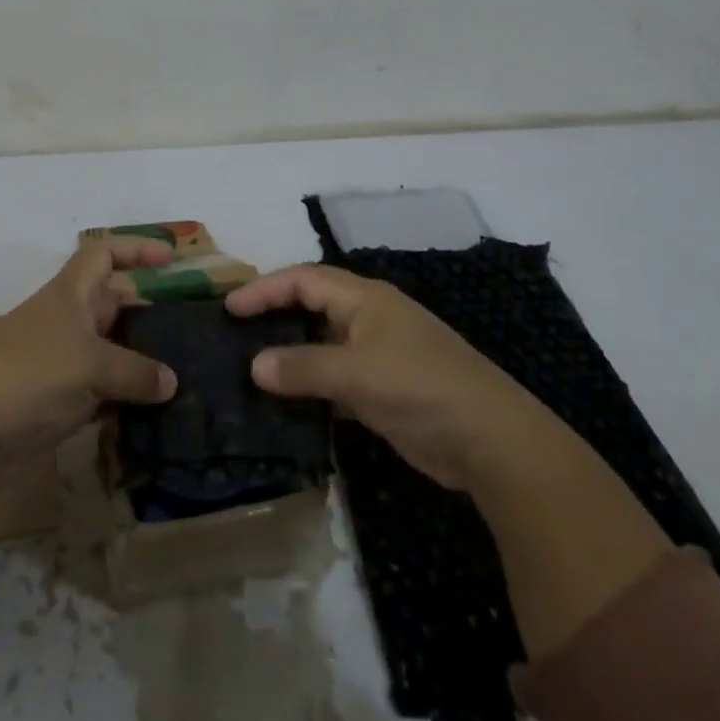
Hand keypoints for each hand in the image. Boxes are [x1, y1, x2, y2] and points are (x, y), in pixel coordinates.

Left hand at [0, 236, 178, 486]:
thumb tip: (171, 382)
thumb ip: (135, 371)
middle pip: (115, 306)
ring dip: (142, 364)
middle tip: (191, 330)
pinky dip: (127, 403)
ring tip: (186, 376)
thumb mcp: (90, 364)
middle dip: (149, 313)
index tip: (170, 258)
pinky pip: (103, 395)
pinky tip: (158, 416)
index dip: (135, 249)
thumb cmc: (29, 374)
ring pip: (112, 353)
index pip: (103, 255)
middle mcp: (68, 323)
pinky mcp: (60, 404)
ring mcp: (64, 364)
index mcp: (70, 295)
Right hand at [226, 263, 533, 489]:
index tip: (229, 309)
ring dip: (291, 353)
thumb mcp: (357, 374)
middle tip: (234, 333)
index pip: (303, 280)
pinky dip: (310, 385)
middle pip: (312, 306)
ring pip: (322, 344)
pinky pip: (335, 377)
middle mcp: (368, 318)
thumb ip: (303, 367)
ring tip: (251, 368)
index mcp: (364, 298)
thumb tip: (254, 366)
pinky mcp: (383, 389)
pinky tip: (286, 403)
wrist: (490, 440)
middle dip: (274, 315)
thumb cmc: (420, 388)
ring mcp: (378, 354)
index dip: (265, 290)